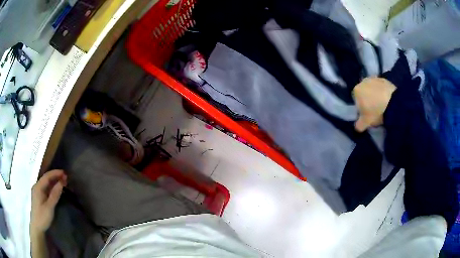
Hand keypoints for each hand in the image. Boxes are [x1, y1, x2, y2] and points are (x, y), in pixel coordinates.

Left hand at [30, 169, 66, 233]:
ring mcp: (38, 191)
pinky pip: (46, 188)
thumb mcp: (49, 207)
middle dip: (55, 176)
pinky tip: (57, 189)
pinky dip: (52, 187)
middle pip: (46, 178)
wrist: (37, 226)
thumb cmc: (42, 217)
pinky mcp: (40, 196)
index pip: (47, 176)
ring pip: (47, 183)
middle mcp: (37, 186)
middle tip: (66, 178)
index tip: (64, 173)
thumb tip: (61, 182)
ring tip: (63, 182)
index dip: (55, 173)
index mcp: (38, 187)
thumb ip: (55, 194)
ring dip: (54, 181)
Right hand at [353, 77, 395, 131]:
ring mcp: (374, 79)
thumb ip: (359, 125)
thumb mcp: (365, 123)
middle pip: (364, 92)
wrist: (393, 102)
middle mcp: (363, 82)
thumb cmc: (376, 112)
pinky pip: (381, 87)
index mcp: (356, 91)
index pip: (355, 100)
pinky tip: (387, 101)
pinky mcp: (384, 79)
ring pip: (373, 89)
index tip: (366, 114)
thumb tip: (357, 127)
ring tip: (382, 106)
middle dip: (368, 100)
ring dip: (375, 95)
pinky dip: (383, 93)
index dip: (361, 108)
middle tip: (374, 110)